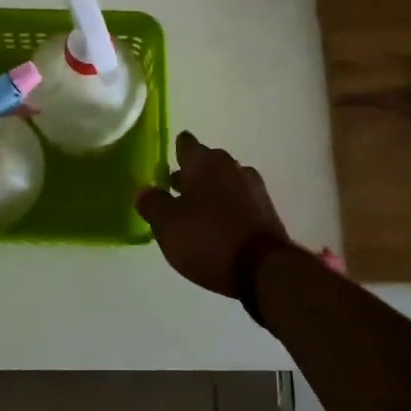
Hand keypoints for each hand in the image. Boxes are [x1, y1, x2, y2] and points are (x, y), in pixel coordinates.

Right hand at [134, 132, 288, 295]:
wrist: (263, 268)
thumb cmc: (207, 238)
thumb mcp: (167, 225)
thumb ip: (152, 203)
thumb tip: (143, 190)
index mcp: (204, 162)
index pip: (186, 143)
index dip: (175, 150)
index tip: (167, 161)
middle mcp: (230, 166)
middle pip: (207, 161)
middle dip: (192, 173)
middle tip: (176, 190)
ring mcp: (253, 186)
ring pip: (225, 180)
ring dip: (212, 190)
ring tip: (197, 212)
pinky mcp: (267, 209)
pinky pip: (241, 199)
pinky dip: (229, 206)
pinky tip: (221, 225)